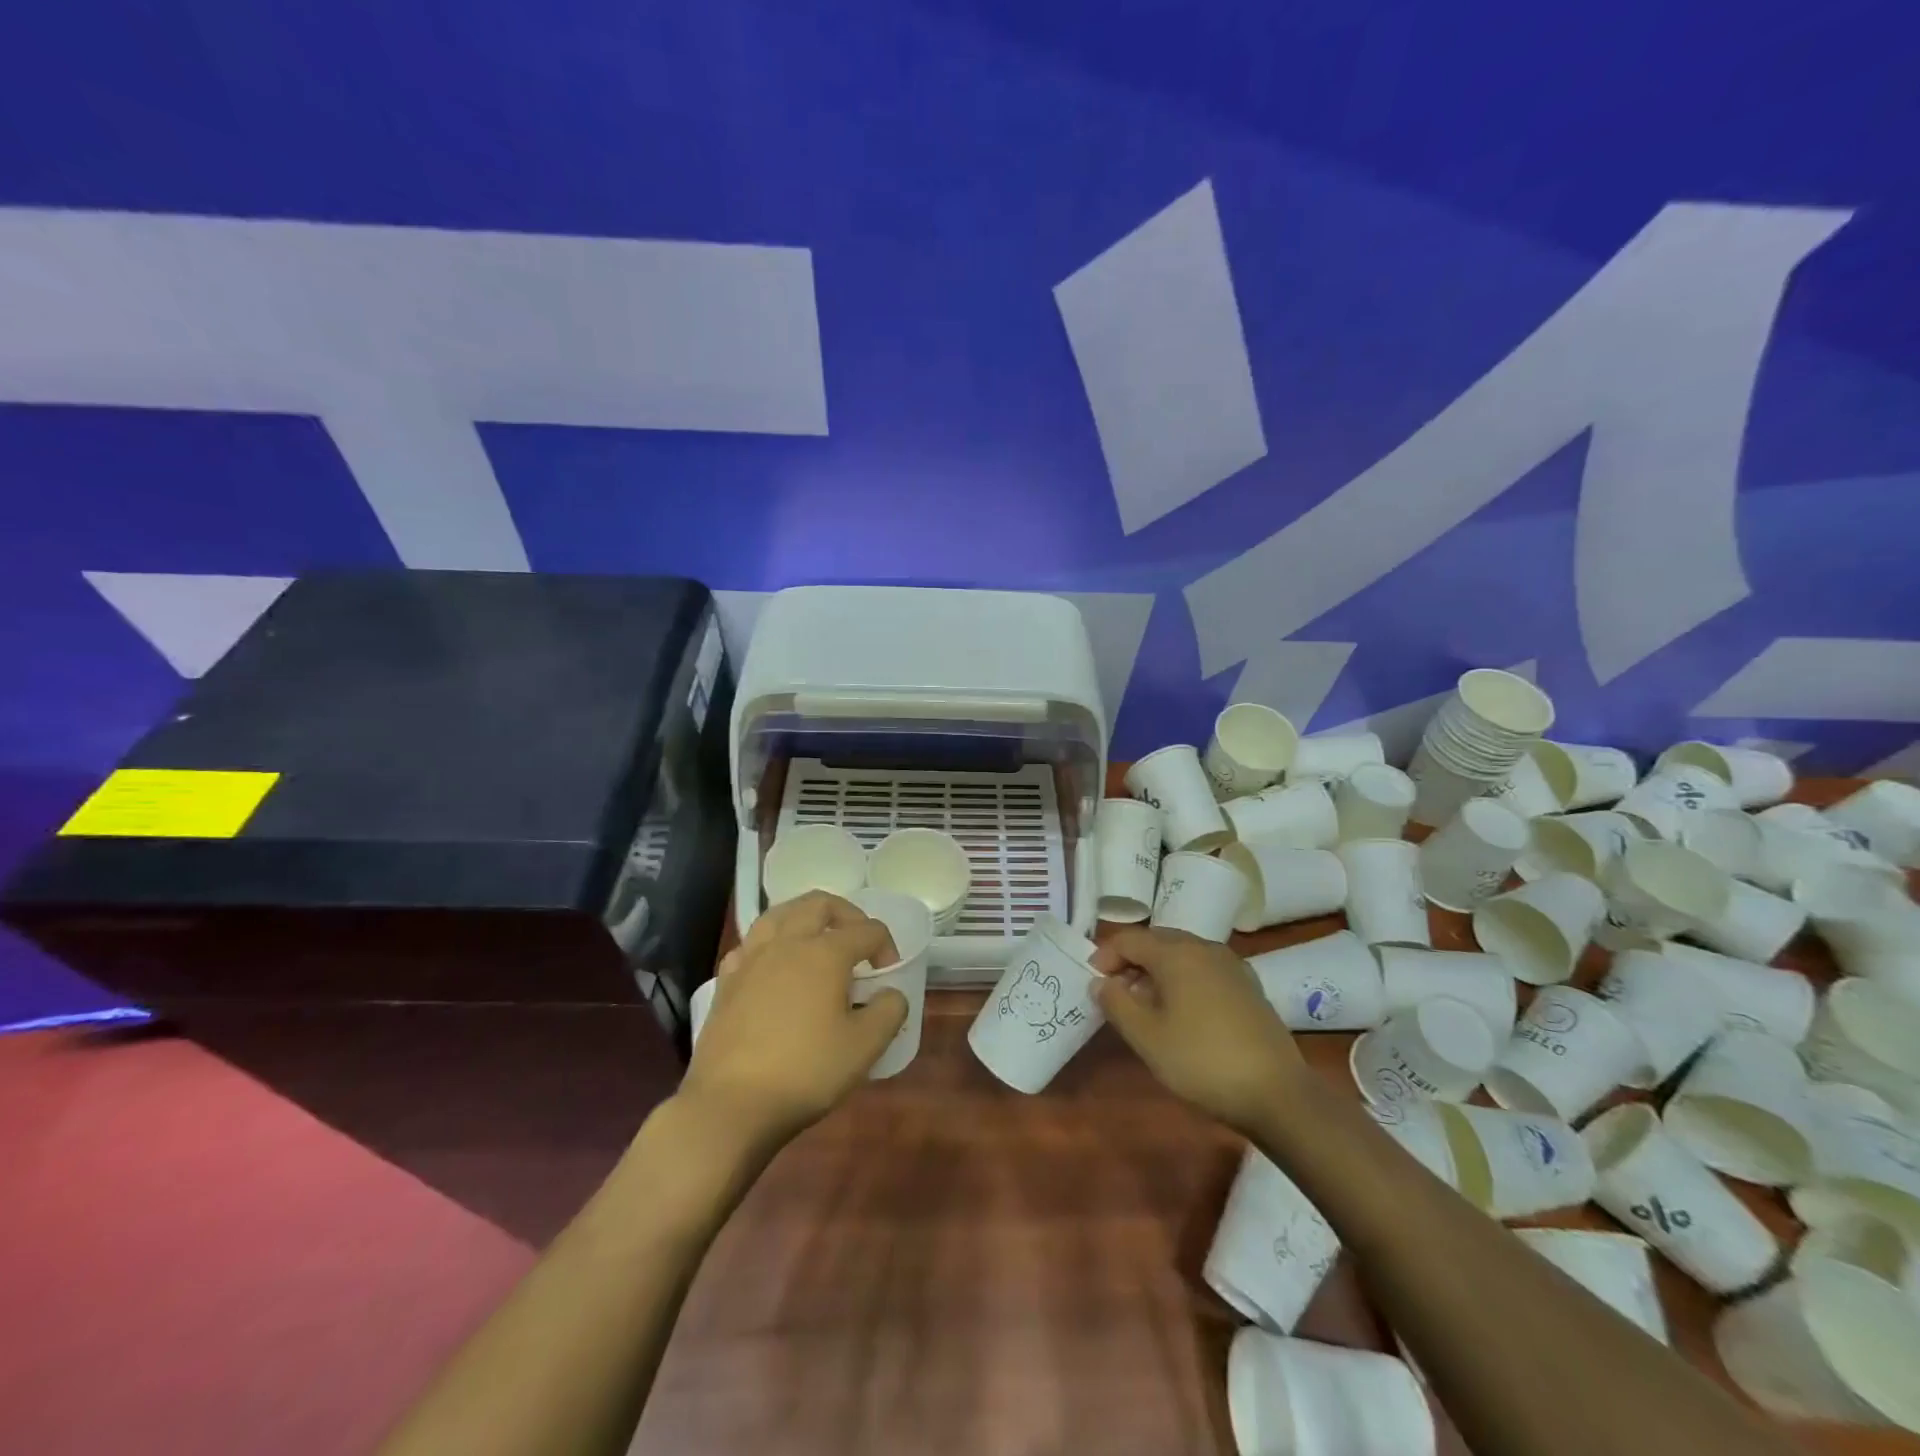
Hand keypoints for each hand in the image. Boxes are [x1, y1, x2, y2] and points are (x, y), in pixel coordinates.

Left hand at [680, 892, 908, 1147]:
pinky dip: (768, 944)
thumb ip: (889, 1011)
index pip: (867, 930)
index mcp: (825, 953)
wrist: (730, 1105)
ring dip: (804, 917)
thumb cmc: (805, 1071)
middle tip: (858, 940)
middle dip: (846, 913)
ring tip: (816, 939)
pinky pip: (750, 944)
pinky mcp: (726, 982)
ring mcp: (751, 959)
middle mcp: (787, 943)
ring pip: (778, 914)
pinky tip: (773, 965)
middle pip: (819, 904)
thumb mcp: (864, 1047)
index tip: (889, 975)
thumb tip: (891, 994)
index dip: (886, 946)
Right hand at [1091, 926, 1308, 1137]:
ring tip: (1145, 1004)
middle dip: (1131, 960)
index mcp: (1176, 953)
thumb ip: (1116, 1003)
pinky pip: (1204, 969)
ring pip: (1182, 954)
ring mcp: (1231, 965)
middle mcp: (1204, 947)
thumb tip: (1100, 982)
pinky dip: (1184, 979)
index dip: (1105, 956)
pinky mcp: (1248, 986)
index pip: (1130, 939)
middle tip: (1115, 992)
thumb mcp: (1146, 1037)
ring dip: (1157, 970)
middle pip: (1157, 941)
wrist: (1277, 1093)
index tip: (1093, 982)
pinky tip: (1183, 1011)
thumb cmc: (1201, 1061)